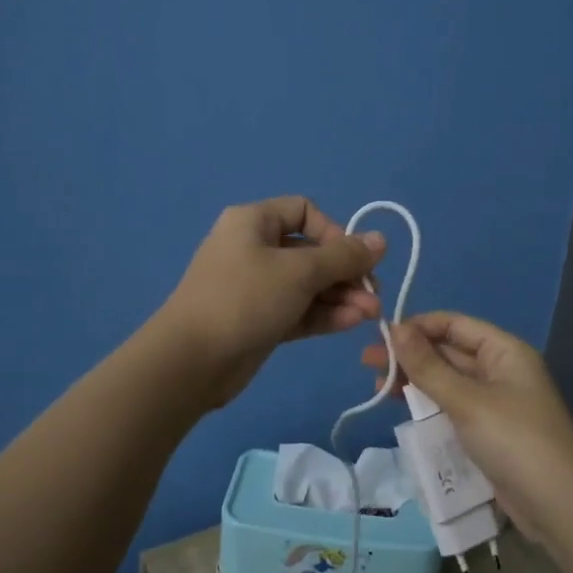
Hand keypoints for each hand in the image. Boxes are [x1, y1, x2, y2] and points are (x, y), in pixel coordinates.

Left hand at [157, 196, 385, 407]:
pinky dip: (324, 314)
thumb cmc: (245, 299)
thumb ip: (344, 256)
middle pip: (311, 252)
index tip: (352, 258)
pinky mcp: (260, 320)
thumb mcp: (300, 272)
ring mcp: (256, 287)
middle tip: (373, 295)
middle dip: (346, 273)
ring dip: (341, 296)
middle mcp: (254, 248)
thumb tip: (380, 240)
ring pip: (308, 285)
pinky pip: (299, 310)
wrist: (192, 361)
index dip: (334, 231)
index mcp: (254, 222)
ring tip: (370, 315)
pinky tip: (351, 323)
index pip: (304, 211)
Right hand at [361, 312, 572, 540]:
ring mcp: (496, 403)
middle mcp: (501, 370)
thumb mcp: (467, 400)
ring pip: (448, 382)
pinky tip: (403, 410)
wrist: (560, 506)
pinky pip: (454, 408)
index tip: (380, 336)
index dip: (418, 326)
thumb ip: (428, 366)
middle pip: (449, 352)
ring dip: (416, 382)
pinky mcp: (489, 432)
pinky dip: (429, 406)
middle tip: (367, 364)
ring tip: (377, 387)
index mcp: (504, 351)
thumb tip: (395, 329)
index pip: (454, 324)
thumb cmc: (514, 440)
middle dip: (410, 356)